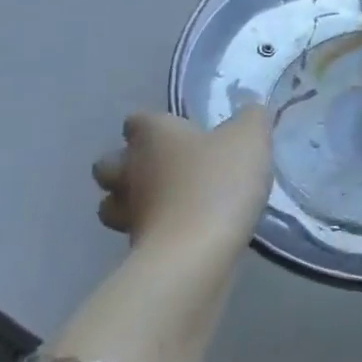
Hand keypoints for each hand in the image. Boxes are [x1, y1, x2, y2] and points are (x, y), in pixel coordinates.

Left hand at [92, 108, 272, 259]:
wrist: (196, 250)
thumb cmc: (219, 181)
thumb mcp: (250, 138)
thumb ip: (250, 118)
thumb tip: (249, 110)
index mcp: (153, 136)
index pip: (138, 120)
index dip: (155, 124)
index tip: (180, 130)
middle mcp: (130, 169)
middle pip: (110, 162)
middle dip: (129, 164)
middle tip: (168, 167)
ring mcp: (127, 211)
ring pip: (114, 201)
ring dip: (133, 200)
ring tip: (169, 201)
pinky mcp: (133, 246)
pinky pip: (137, 231)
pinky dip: (153, 228)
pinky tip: (182, 229)